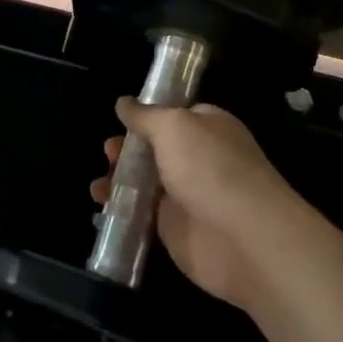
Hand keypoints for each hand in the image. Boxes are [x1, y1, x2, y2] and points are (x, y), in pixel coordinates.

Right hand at [89, 100, 307, 306]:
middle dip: (127, 148)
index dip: (147, 115)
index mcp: (207, 128)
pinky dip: (120, 207)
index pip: (175, 114)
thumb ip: (146, 115)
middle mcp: (197, 159)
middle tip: (108, 151)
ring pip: (144, 181)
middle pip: (154, 148)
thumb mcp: (174, 127)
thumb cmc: (211, 169)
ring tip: (99, 182)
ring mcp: (185, 195)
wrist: (243, 239)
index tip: (119, 117)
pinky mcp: (173, 228)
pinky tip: (101, 204)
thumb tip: (123, 102)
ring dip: (119, 178)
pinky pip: (141, 213)